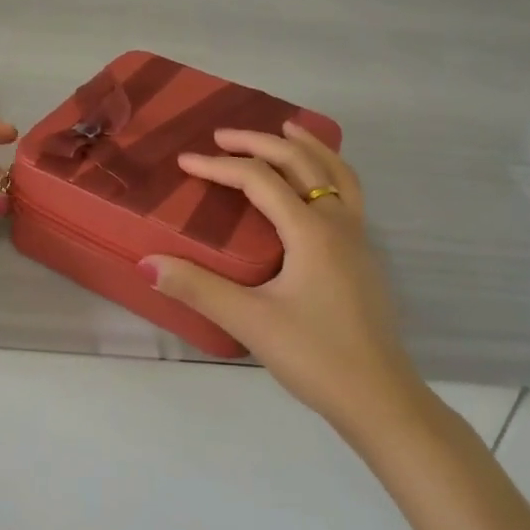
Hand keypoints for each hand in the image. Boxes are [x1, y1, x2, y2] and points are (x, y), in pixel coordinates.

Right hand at [143, 123, 427, 439]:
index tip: (185, 162)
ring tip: (286, 128)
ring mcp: (358, 237)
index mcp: (311, 229)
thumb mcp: (251, 322)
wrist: (382, 401)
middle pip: (300, 161)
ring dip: (307, 145)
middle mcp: (338, 222)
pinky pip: (347, 191)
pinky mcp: (364, 256)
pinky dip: (328, 169)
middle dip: (259, 142)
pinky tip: (315, 185)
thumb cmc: (316, 357)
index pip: (259, 179)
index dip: (219, 166)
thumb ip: (198, 288)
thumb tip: (147, 262)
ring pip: (335, 171)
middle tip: (222, 135)